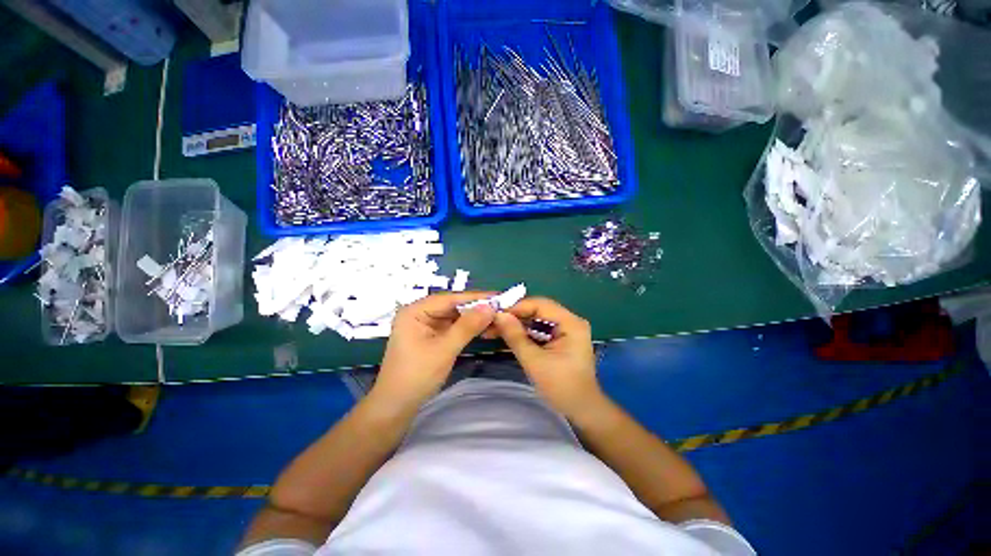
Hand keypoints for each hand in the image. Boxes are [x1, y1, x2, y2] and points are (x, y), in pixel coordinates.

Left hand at [371, 292, 495, 410]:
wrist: (397, 407)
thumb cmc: (417, 376)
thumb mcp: (445, 349)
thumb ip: (468, 326)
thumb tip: (491, 307)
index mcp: (415, 310)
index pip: (450, 298)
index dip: (476, 297)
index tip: (499, 296)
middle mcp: (420, 313)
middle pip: (453, 306)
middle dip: (476, 308)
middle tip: (502, 308)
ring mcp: (425, 325)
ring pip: (455, 317)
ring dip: (474, 319)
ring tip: (497, 318)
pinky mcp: (431, 336)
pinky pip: (453, 327)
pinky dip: (468, 328)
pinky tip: (484, 328)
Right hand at [494, 297, 602, 417]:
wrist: (581, 410)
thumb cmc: (561, 387)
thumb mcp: (534, 361)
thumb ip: (515, 336)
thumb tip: (498, 315)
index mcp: (571, 323)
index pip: (540, 305)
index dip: (516, 307)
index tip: (494, 313)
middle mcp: (570, 321)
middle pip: (538, 310)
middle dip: (514, 316)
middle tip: (491, 322)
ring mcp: (566, 329)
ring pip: (536, 320)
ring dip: (516, 324)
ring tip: (493, 329)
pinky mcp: (560, 338)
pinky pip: (538, 329)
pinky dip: (523, 333)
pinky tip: (506, 335)